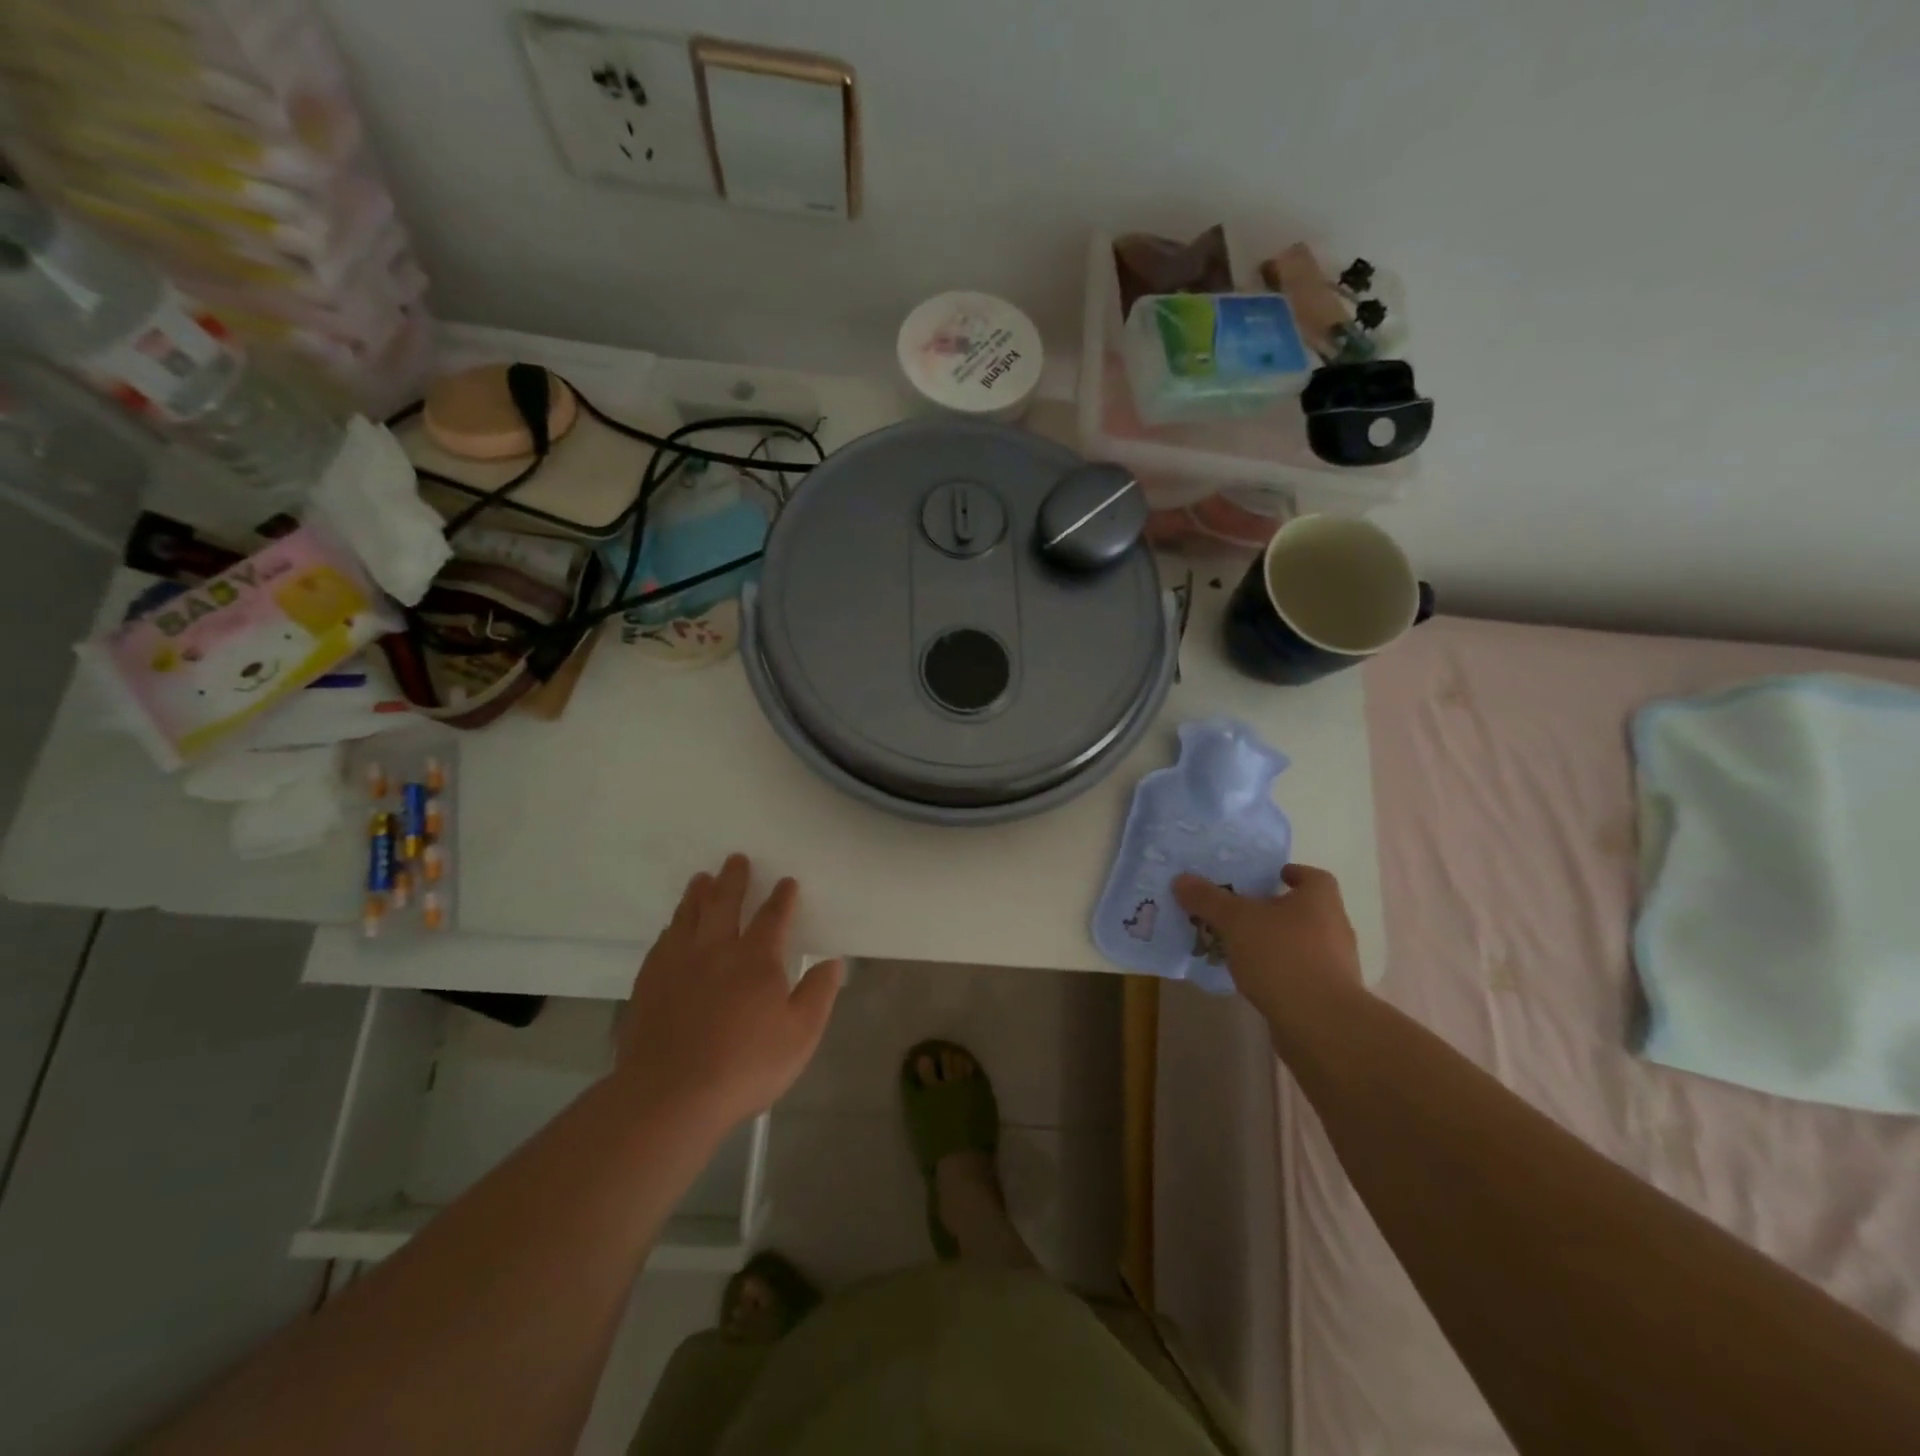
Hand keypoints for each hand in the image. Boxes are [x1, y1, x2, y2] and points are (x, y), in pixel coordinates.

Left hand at [616, 854, 842, 1129]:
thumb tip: (833, 961)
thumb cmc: (745, 1066)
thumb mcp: (800, 1035)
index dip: (782, 898)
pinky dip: (672, 926)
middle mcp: (715, 950)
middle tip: (736, 859)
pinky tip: (672, 927)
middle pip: (725, 903)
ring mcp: (677, 964)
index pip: (772, 917)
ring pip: (689, 916)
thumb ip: (818, 994)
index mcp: (755, 958)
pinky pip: (662, 942)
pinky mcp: (649, 983)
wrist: (669, 1096)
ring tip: (701, 878)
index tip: (787, 881)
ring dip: (698, 894)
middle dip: (734, 879)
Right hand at [1173, 863, 1361, 1024]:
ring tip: (1238, 946)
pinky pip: (1299, 973)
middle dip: (1274, 909)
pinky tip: (1252, 978)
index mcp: (1320, 900)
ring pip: (1301, 943)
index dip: (1292, 874)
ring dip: (1274, 942)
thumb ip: (1208, 899)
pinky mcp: (1328, 996)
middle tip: (1240, 911)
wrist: (1320, 1024)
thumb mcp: (1235, 921)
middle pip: (1304, 910)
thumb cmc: (1282, 956)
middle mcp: (1334, 927)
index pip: (1313, 877)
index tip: (1270, 877)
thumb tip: (1181, 879)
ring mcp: (1335, 964)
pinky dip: (1278, 971)